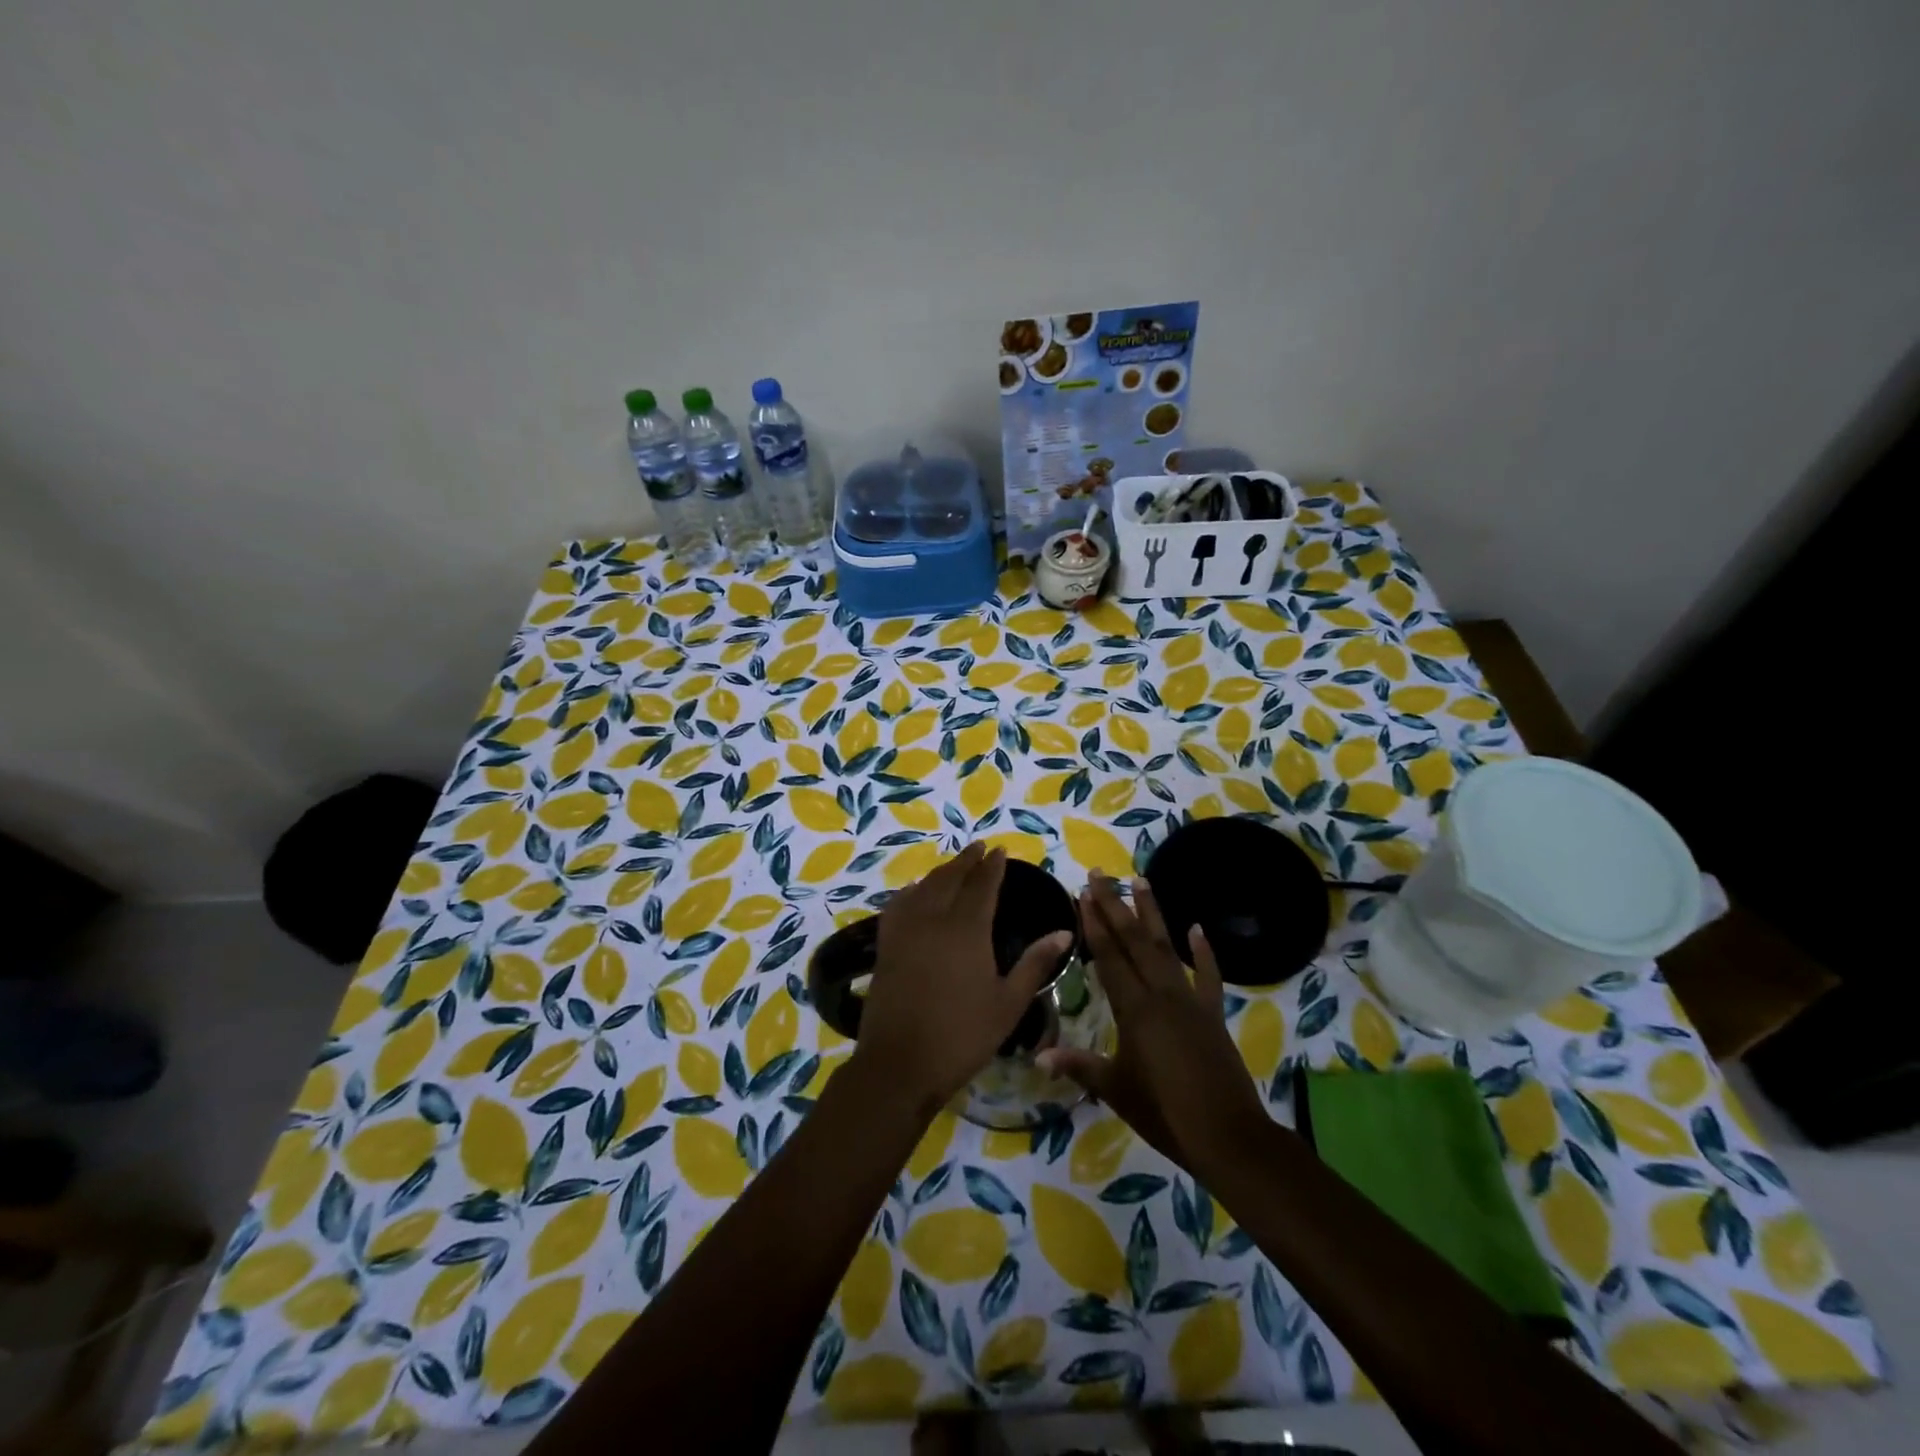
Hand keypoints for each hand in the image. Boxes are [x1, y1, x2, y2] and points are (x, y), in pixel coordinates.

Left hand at [854, 844, 1072, 1114]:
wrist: (899, 1064)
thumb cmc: (962, 1036)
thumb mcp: (1008, 1004)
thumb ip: (1035, 963)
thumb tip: (1063, 931)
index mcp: (967, 929)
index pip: (982, 885)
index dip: (992, 866)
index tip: (1000, 850)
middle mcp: (934, 919)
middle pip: (951, 878)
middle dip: (967, 860)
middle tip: (979, 847)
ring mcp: (905, 930)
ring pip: (924, 886)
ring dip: (941, 871)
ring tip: (954, 865)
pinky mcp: (886, 945)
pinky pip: (898, 904)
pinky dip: (911, 890)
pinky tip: (915, 891)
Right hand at [1038, 872, 1268, 1175]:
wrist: (1227, 1136)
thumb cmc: (1164, 1113)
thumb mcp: (1115, 1089)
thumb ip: (1078, 1066)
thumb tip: (1038, 1055)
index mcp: (1134, 1009)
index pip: (1109, 957)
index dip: (1094, 924)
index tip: (1082, 893)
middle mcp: (1161, 994)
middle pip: (1134, 941)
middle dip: (1115, 906)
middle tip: (1101, 874)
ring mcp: (1190, 1001)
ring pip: (1166, 948)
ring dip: (1152, 914)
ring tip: (1141, 881)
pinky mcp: (1213, 1014)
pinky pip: (1209, 976)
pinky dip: (1205, 952)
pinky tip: (1197, 928)